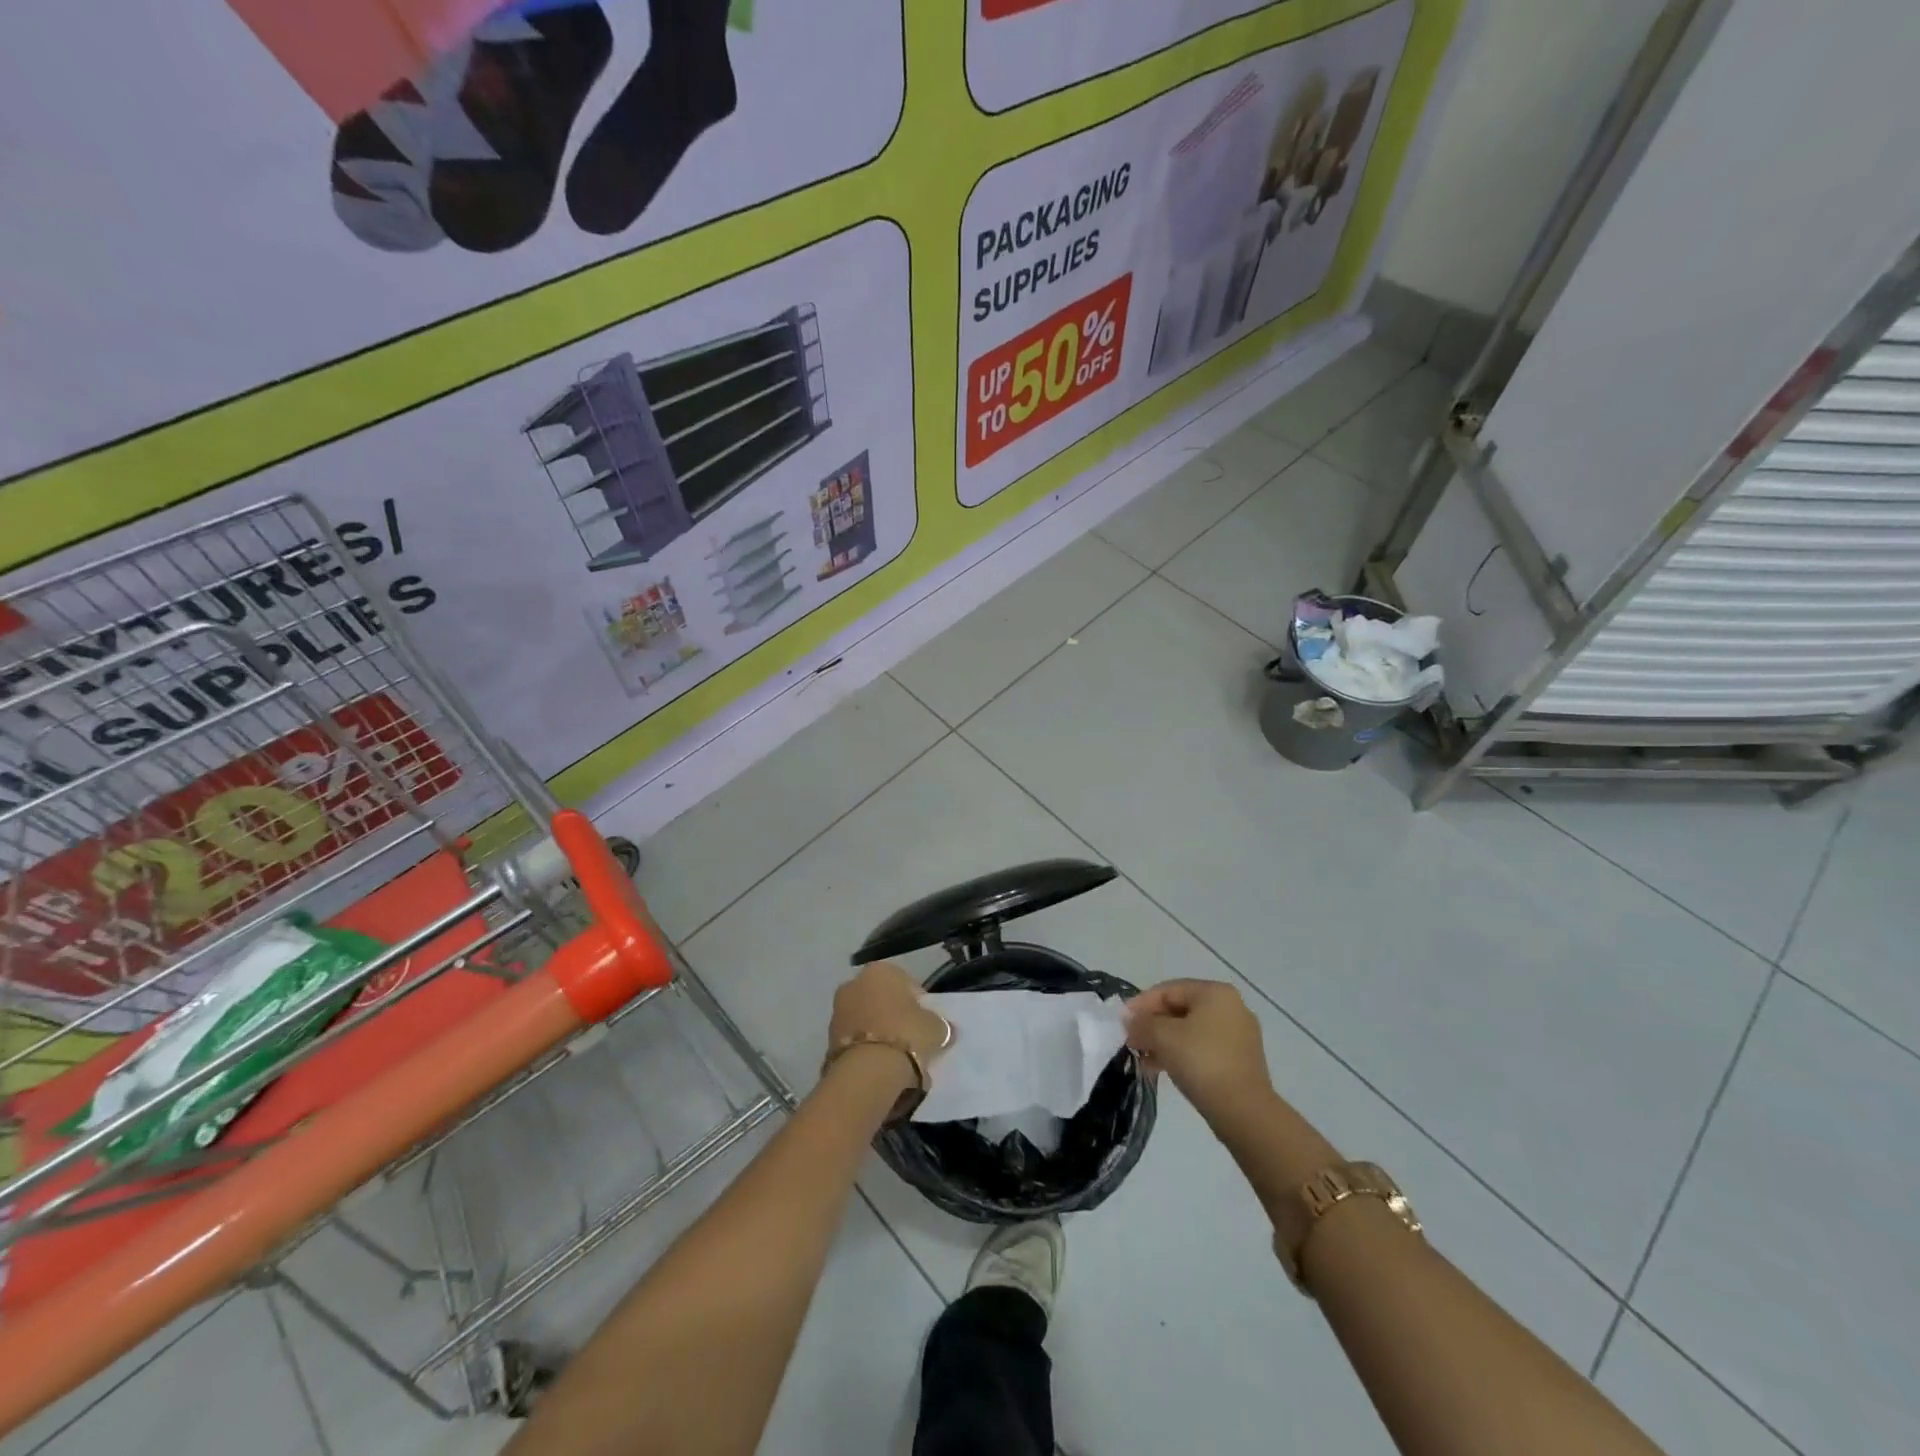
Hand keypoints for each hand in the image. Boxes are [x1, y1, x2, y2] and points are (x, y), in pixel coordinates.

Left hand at [828, 962, 950, 1073]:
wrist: (867, 1071)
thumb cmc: (906, 1035)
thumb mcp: (936, 1028)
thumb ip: (939, 1024)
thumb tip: (944, 1028)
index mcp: (881, 971)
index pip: (906, 983)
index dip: (919, 1003)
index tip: (926, 1023)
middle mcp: (854, 983)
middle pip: (881, 999)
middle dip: (894, 1015)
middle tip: (911, 1039)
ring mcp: (837, 1011)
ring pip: (866, 1019)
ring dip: (878, 1032)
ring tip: (896, 1058)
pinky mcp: (827, 1039)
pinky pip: (855, 1040)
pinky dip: (865, 1049)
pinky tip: (879, 1067)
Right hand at [1126, 979, 1275, 1125]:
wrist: (1243, 1111)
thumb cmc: (1201, 1061)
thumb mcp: (1162, 1036)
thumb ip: (1142, 1023)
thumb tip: (1130, 1022)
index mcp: (1216, 992)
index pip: (1168, 990)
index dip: (1141, 1004)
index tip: (1122, 1023)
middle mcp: (1231, 1007)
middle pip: (1180, 1009)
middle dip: (1152, 1025)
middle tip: (1132, 1041)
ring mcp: (1239, 1035)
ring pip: (1191, 1030)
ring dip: (1164, 1042)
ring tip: (1143, 1059)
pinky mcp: (1241, 1060)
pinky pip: (1203, 1048)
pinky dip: (1181, 1054)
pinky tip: (1162, 1069)